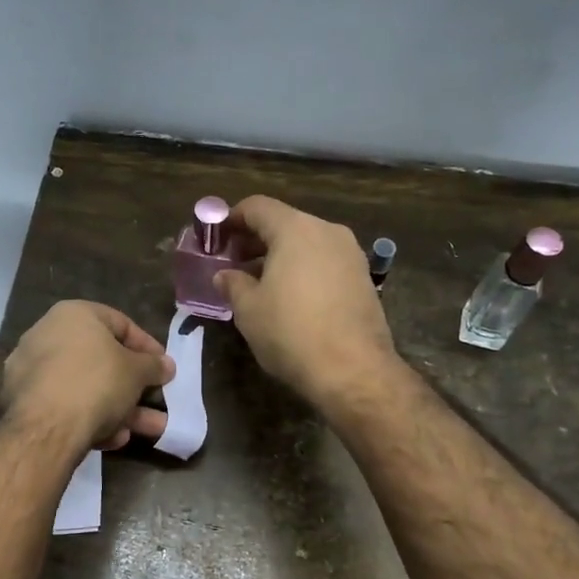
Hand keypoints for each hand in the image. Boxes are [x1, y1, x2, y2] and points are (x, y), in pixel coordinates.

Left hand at [0, 301, 175, 453]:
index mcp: (73, 315)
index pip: (120, 323)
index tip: (164, 368)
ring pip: (86, 387)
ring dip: (120, 408)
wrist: (46, 428)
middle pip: (102, 360)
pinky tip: (113, 439)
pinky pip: (67, 406)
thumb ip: (153, 366)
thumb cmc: (97, 383)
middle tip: (156, 400)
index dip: (147, 347)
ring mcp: (32, 370)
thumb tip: (166, 365)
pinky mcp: (24, 403)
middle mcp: (47, 335)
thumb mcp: (137, 372)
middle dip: (134, 385)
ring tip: (149, 429)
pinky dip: (91, 419)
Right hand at [215, 195, 399, 410]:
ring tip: (257, 282)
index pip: (257, 207)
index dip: (231, 218)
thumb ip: (233, 284)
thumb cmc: (292, 332)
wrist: (354, 371)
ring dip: (279, 256)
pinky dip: (303, 269)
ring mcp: (351, 254)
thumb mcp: (249, 309)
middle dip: (255, 239)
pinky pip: (324, 262)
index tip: (215, 237)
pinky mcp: (363, 278)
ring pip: (306, 243)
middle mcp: (327, 231)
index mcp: (296, 229)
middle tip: (231, 262)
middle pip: (284, 222)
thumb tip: (224, 275)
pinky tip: (289, 296)